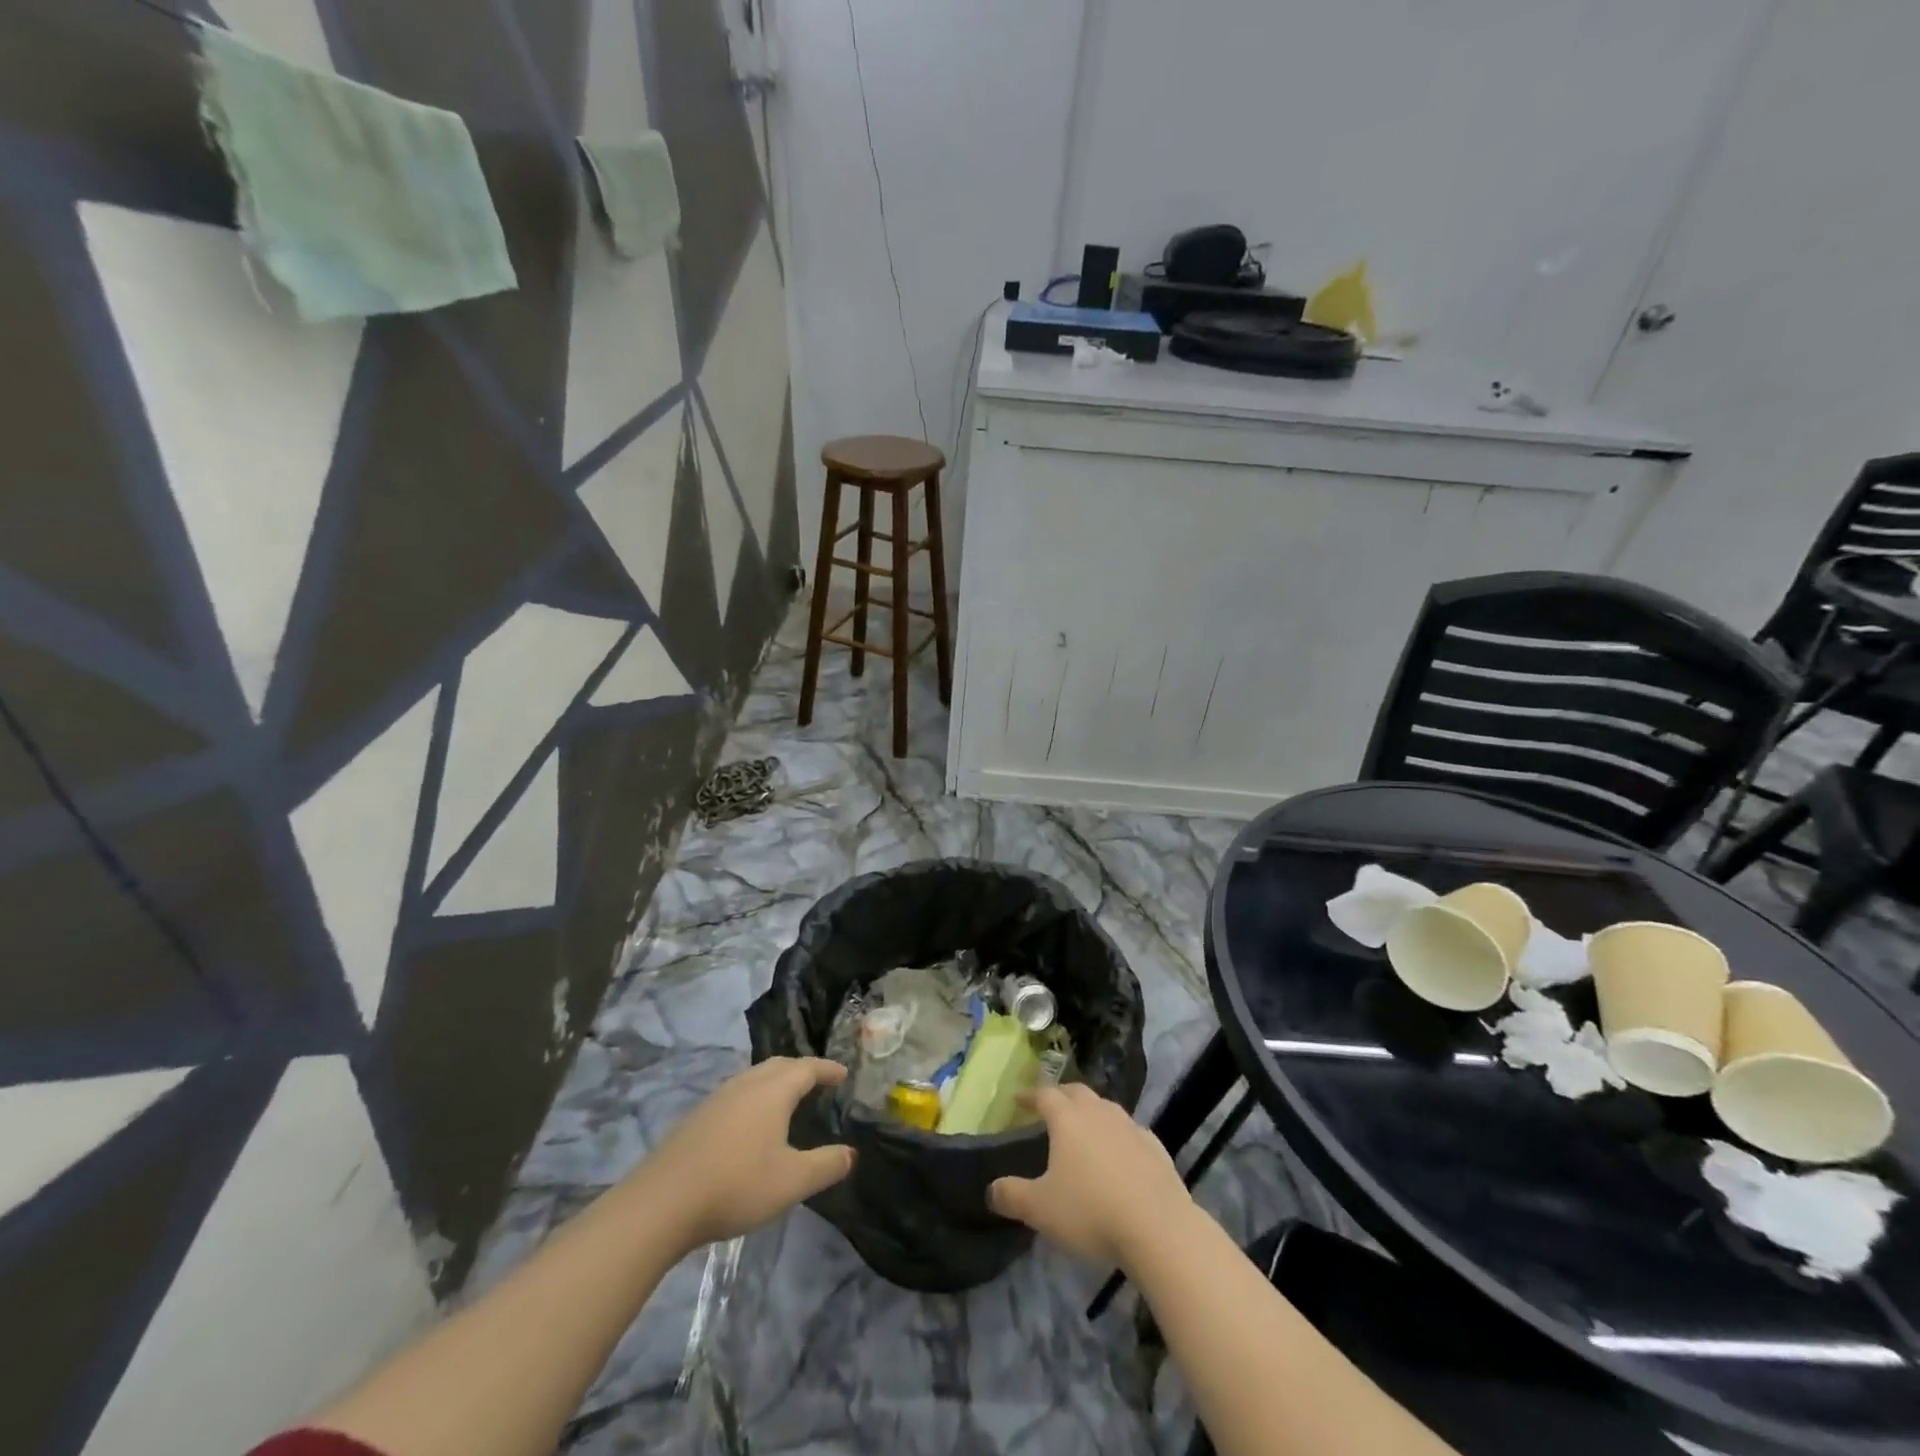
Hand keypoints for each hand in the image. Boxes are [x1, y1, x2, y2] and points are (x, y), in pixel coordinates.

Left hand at [635, 1058, 854, 1250]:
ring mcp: (718, 1098)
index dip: (828, 1069)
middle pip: (779, 1065)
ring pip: (754, 1077)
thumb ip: (826, 1165)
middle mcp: (746, 1084)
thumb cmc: (737, 1185)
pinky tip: (750, 1123)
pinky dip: (754, 1098)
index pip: (807, 1068)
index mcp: (773, 1090)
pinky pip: (737, 1094)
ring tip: (787, 1100)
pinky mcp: (698, 1117)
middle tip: (818, 1082)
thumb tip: (851, 1153)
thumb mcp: (793, 1181)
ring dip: (776, 1082)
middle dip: (802, 1070)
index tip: (843, 1074)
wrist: (662, 1202)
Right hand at [989, 1084, 1193, 1268]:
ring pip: (1106, 1108)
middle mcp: (1098, 1112)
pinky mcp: (1155, 1147)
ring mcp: (1130, 1127)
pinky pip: (1131, 1131)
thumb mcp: (1041, 1209)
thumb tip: (991, 1189)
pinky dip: (1119, 1135)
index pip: (1044, 1095)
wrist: (1158, 1227)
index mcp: (1068, 1119)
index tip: (1018, 1098)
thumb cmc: (1091, 1211)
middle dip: (1061, 1095)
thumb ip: (1013, 1196)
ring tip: (1084, 1128)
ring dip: (1091, 1112)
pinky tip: (1120, 1152)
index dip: (1029, 1095)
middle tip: (1050, 1106)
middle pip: (1076, 1092)